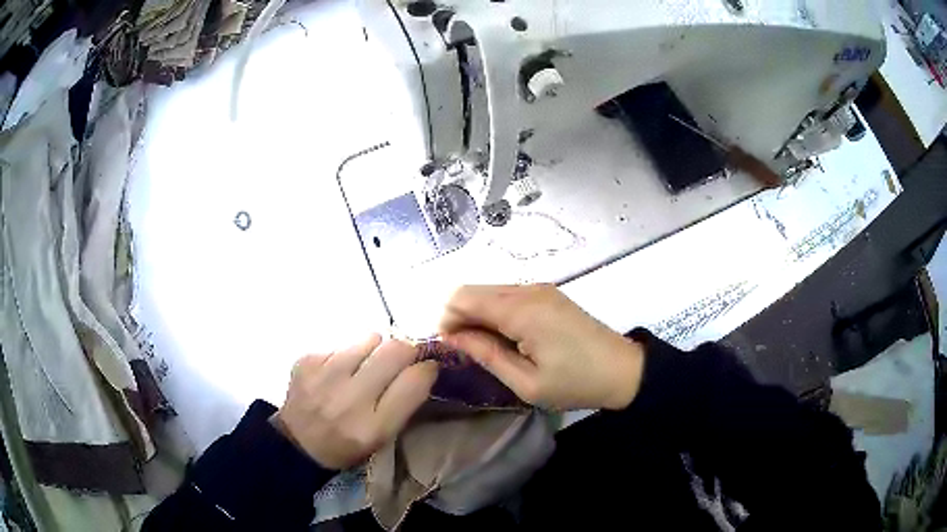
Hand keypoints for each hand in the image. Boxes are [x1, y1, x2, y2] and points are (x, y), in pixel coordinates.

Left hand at [274, 334, 437, 469]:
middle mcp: (349, 399)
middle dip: (406, 349)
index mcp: (373, 427)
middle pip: (395, 350)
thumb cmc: (347, 445)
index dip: (427, 368)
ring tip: (364, 366)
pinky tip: (336, 373)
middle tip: (402, 358)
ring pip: (370, 338)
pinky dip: (346, 354)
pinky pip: (342, 343)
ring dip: (375, 349)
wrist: (296, 443)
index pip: (414, 382)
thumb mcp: (382, 438)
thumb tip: (424, 365)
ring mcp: (324, 376)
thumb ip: (404, 403)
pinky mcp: (307, 360)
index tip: (428, 367)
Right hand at [440, 284, 643, 410]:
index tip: (451, 347)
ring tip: (487, 347)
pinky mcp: (548, 294)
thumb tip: (452, 336)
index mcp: (522, 310)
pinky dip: (496, 312)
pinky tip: (506, 337)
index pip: (463, 297)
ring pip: (490, 291)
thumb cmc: (575, 382)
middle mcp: (528, 289)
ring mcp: (540, 288)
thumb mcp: (526, 381)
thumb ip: (487, 354)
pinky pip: (508, 295)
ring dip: (478, 314)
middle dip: (460, 316)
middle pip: (474, 290)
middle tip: (467, 351)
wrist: (622, 370)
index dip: (447, 319)